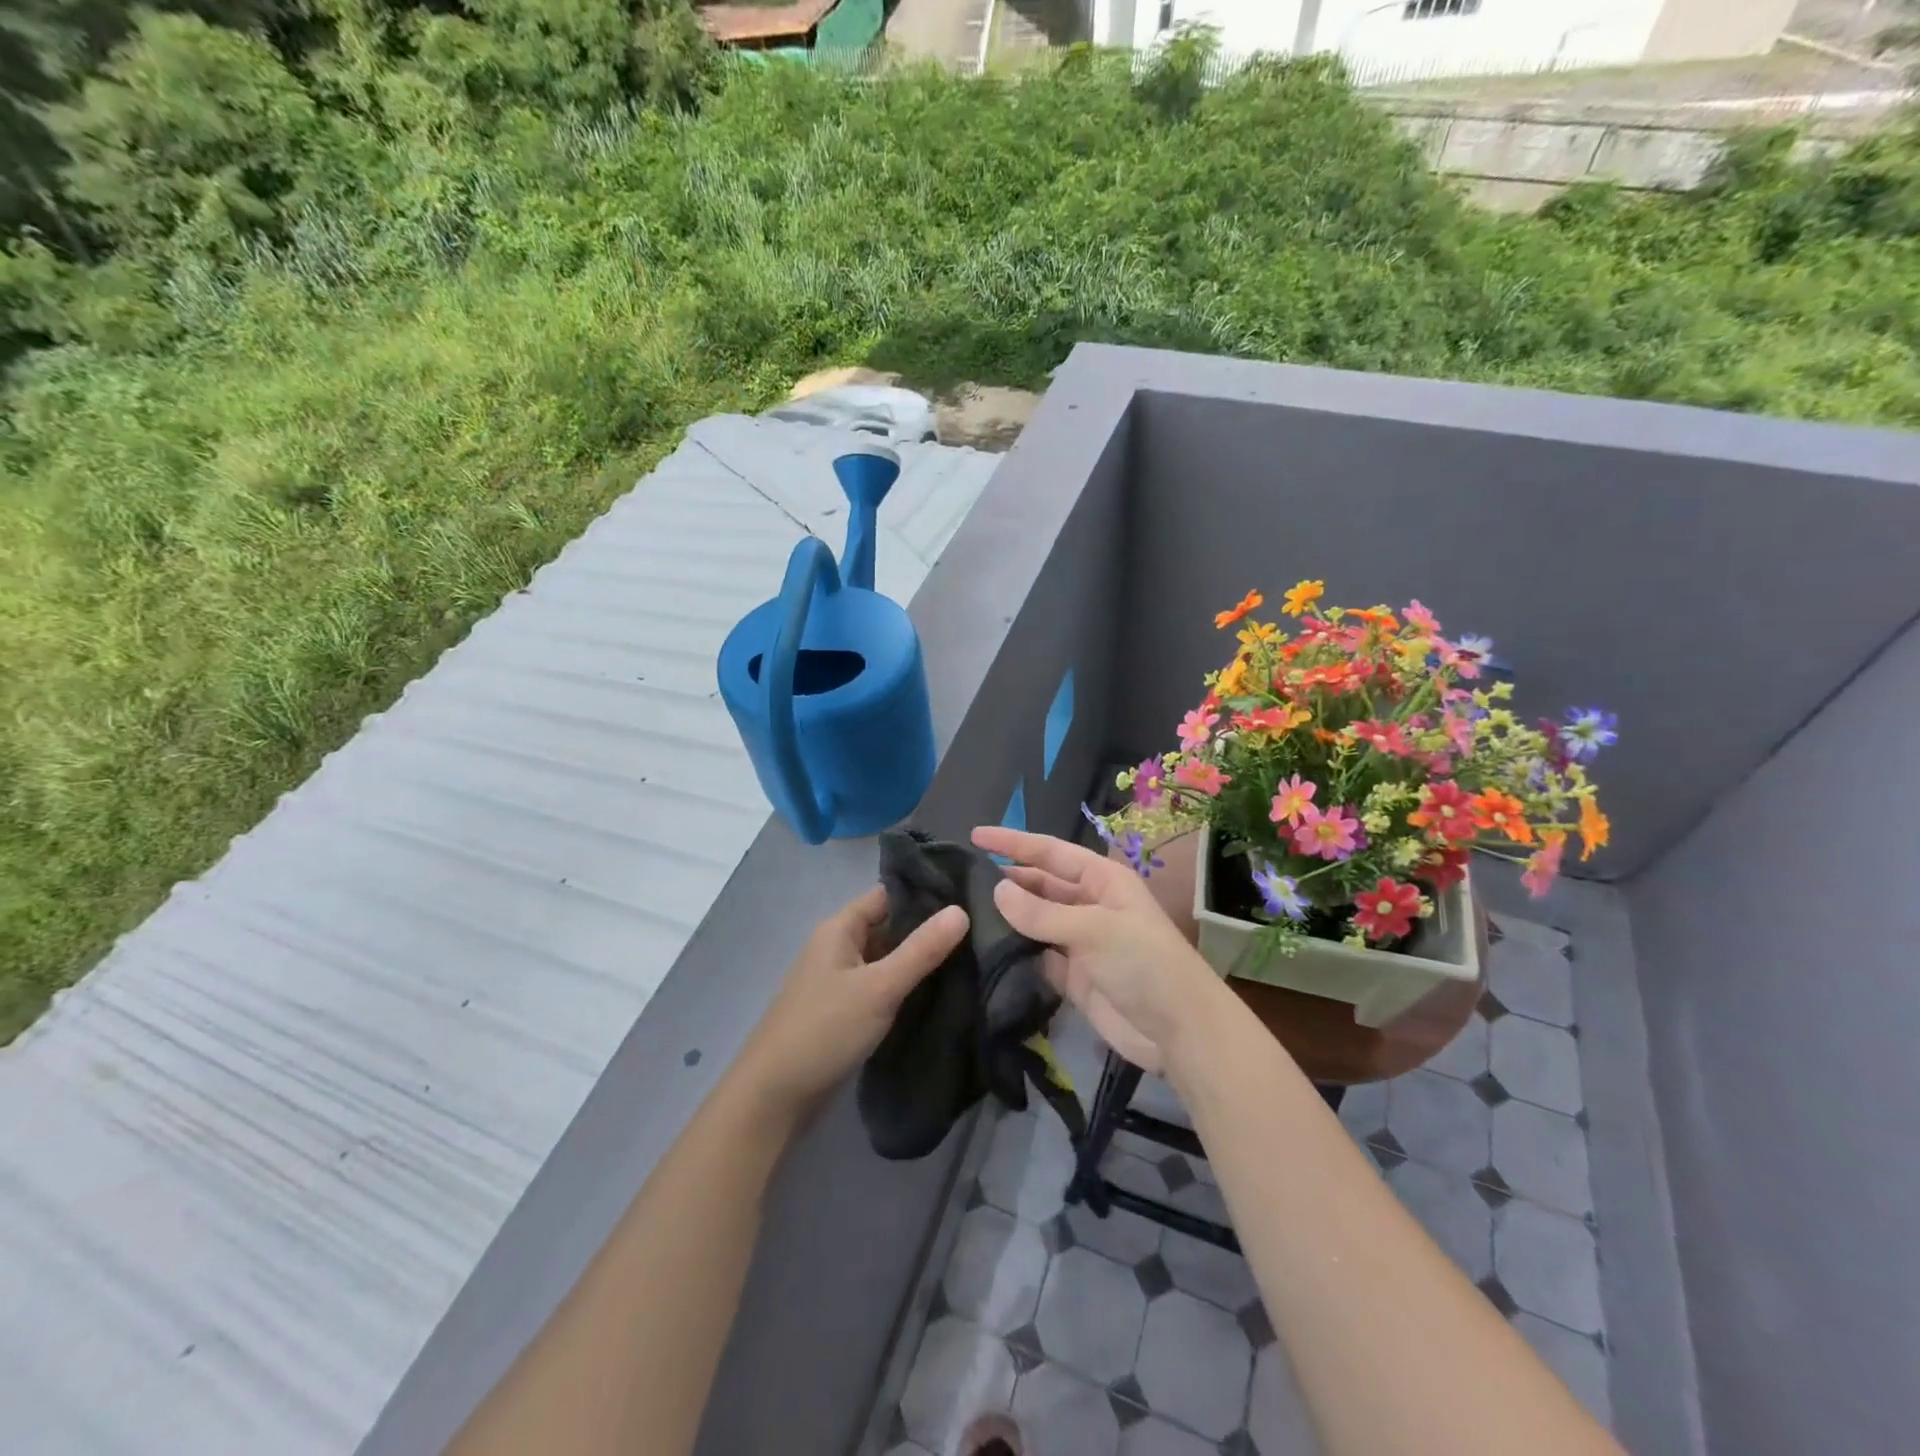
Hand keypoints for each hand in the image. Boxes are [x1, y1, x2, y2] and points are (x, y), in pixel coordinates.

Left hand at [733, 885, 968, 1119]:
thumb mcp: (879, 987)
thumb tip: (962, 910)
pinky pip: (880, 985)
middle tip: (978, 930)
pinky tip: (938, 992)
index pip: (887, 895)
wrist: (774, 1096)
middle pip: (888, 926)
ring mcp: (839, 980)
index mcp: (840, 928)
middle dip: (927, 929)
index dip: (924, 893)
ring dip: (917, 960)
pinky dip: (904, 986)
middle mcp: (838, 946)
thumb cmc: (825, 1029)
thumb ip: (921, 950)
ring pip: (886, 958)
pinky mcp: (843, 1010)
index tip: (968, 896)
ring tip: (970, 957)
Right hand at [971, 826, 1224, 1075]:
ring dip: (1008, 917)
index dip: (1013, 843)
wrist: (1178, 1032)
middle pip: (1041, 884)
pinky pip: (1037, 956)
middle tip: (961, 879)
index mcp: (1102, 880)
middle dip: (1007, 879)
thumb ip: (1042, 913)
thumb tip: (996, 890)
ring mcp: (1081, 942)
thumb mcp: (1093, 929)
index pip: (1050, 852)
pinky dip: (1016, 952)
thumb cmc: (1143, 963)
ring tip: (964, 912)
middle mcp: (1089, 905)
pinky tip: (985, 950)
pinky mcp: (1073, 977)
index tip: (974, 836)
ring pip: (1036, 921)